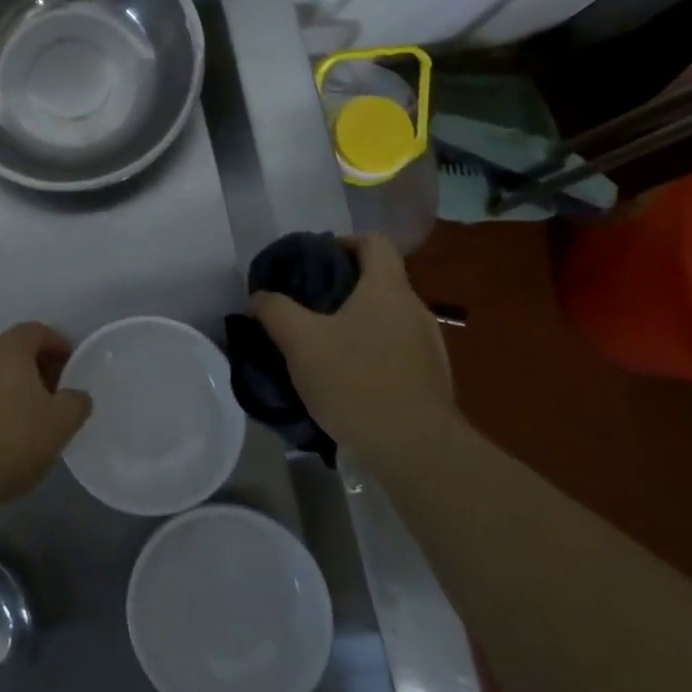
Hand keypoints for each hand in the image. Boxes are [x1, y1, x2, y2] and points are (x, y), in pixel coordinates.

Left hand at [0, 322, 92, 518]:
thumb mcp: (59, 425)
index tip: (71, 364)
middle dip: (35, 368)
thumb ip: (76, 403)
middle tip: (53, 394)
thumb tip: (76, 396)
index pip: (36, 331)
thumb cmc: (10, 440)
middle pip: (12, 351)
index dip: (57, 344)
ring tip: (27, 418)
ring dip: (10, 388)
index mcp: (9, 349)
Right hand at [252, 232, 456, 460]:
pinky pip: (396, 350)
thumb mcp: (300, 342)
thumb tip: (259, 296)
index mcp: (387, 289)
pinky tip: (348, 379)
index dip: (344, 241)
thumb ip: (275, 310)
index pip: (375, 241)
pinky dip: (372, 352)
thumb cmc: (355, 381)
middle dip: (342, 288)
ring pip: (387, 318)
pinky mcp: (431, 379)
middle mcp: (414, 309)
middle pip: (379, 280)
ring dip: (357, 323)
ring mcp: (429, 345)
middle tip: (307, 307)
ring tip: (323, 346)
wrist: (415, 450)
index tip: (315, 261)